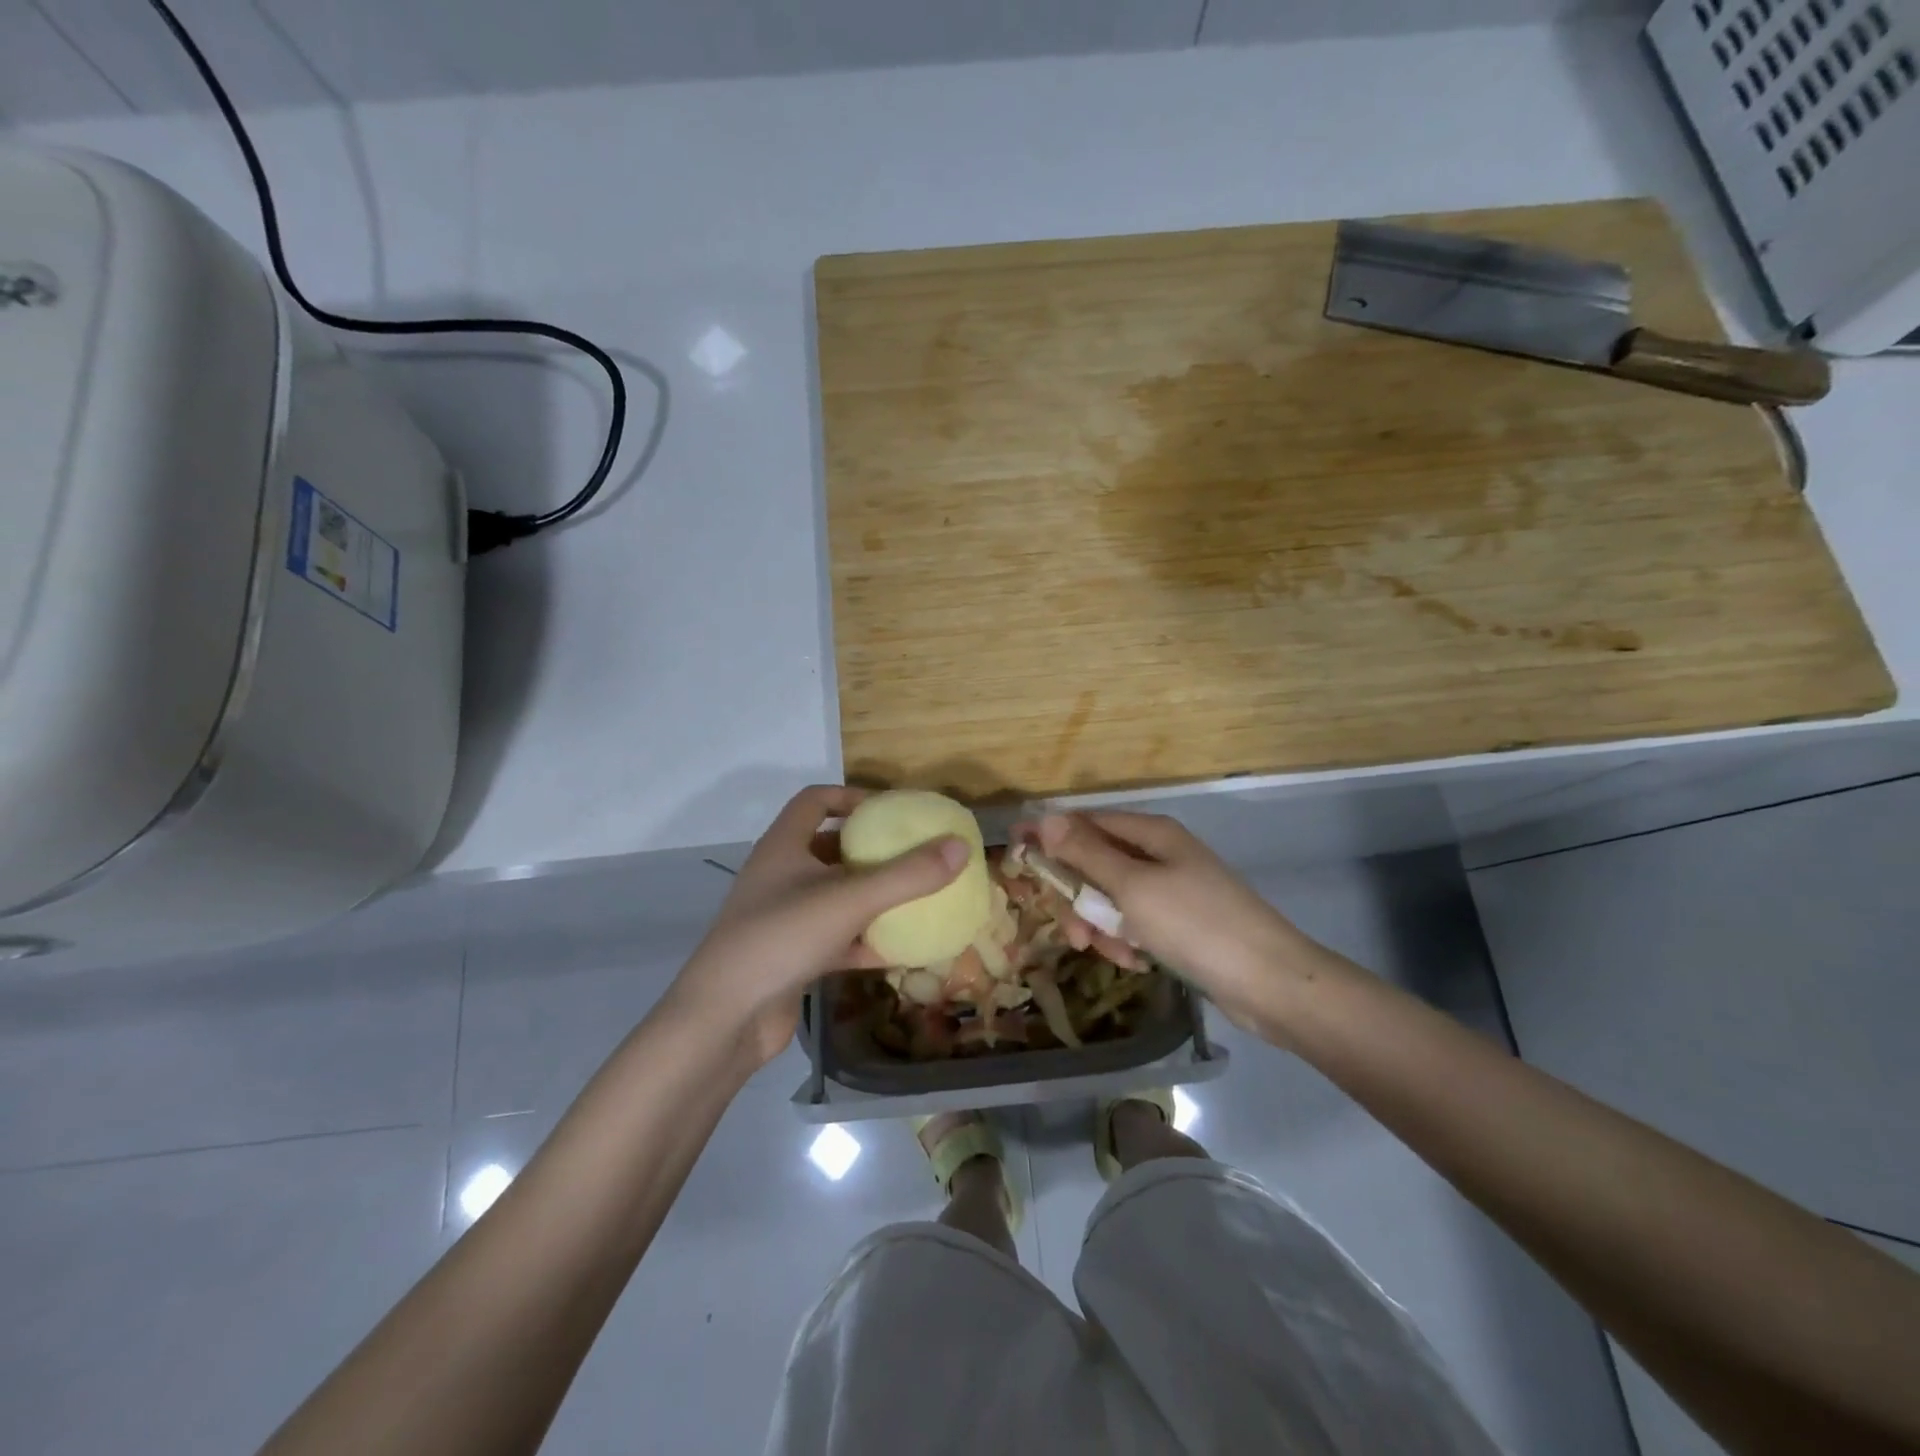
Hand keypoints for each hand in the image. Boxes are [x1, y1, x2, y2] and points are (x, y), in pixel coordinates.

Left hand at [669, 786, 966, 1067]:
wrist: (725, 1020)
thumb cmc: (781, 938)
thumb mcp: (850, 899)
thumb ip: (908, 875)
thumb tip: (960, 846)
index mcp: (784, 846)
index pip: (816, 801)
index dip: (852, 796)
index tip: (892, 810)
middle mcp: (781, 876)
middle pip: (830, 848)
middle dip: (872, 850)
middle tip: (915, 853)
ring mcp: (785, 918)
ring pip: (837, 896)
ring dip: (874, 896)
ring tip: (917, 897)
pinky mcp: (793, 957)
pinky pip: (839, 937)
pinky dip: (868, 939)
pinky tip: (903, 949)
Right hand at [1027, 811, 1326, 1037]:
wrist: (1271, 982)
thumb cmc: (1197, 925)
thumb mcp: (1133, 888)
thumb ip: (1087, 854)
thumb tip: (1045, 818)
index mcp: (1151, 833)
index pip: (1086, 822)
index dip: (1049, 836)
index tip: (1015, 853)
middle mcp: (1160, 853)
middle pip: (1097, 864)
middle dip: (1081, 899)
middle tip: (1076, 934)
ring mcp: (1173, 888)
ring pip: (1113, 898)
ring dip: (1103, 926)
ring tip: (1115, 955)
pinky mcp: (1181, 921)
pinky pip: (1137, 921)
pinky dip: (1128, 939)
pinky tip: (1136, 962)